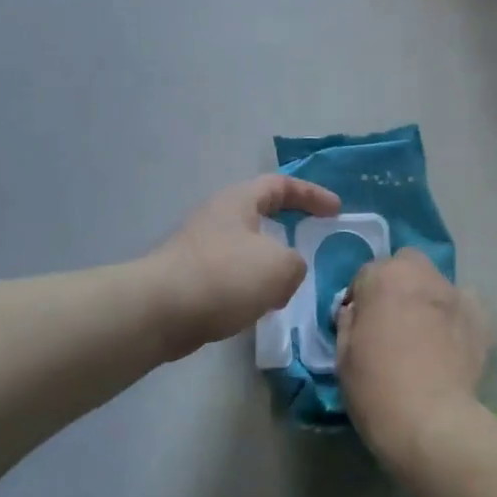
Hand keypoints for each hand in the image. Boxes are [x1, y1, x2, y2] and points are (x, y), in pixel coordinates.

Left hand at [150, 175, 340, 355]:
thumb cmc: (225, 276)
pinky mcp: (189, 279)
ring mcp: (199, 248)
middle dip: (287, 231)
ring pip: (246, 250)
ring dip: (269, 265)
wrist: (161, 310)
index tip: (335, 210)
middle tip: (310, 247)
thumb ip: (295, 264)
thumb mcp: (279, 266)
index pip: (280, 185)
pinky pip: (230, 277)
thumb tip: (285, 272)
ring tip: (288, 288)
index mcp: (238, 201)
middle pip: (259, 216)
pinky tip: (258, 309)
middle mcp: (217, 217)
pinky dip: (250, 288)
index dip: (311, 194)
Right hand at [335, 250, 488, 463]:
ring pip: (437, 285)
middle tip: (391, 319)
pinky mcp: (482, 321)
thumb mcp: (343, 355)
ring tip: (424, 334)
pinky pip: (465, 308)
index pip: (365, 274)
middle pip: (407, 264)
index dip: (360, 299)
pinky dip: (455, 318)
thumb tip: (356, 312)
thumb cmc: (376, 388)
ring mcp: (457, 296)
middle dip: (397, 283)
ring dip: (427, 299)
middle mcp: (423, 275)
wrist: (432, 423)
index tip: (359, 325)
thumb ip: (348, 322)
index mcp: (384, 277)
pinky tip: (450, 344)